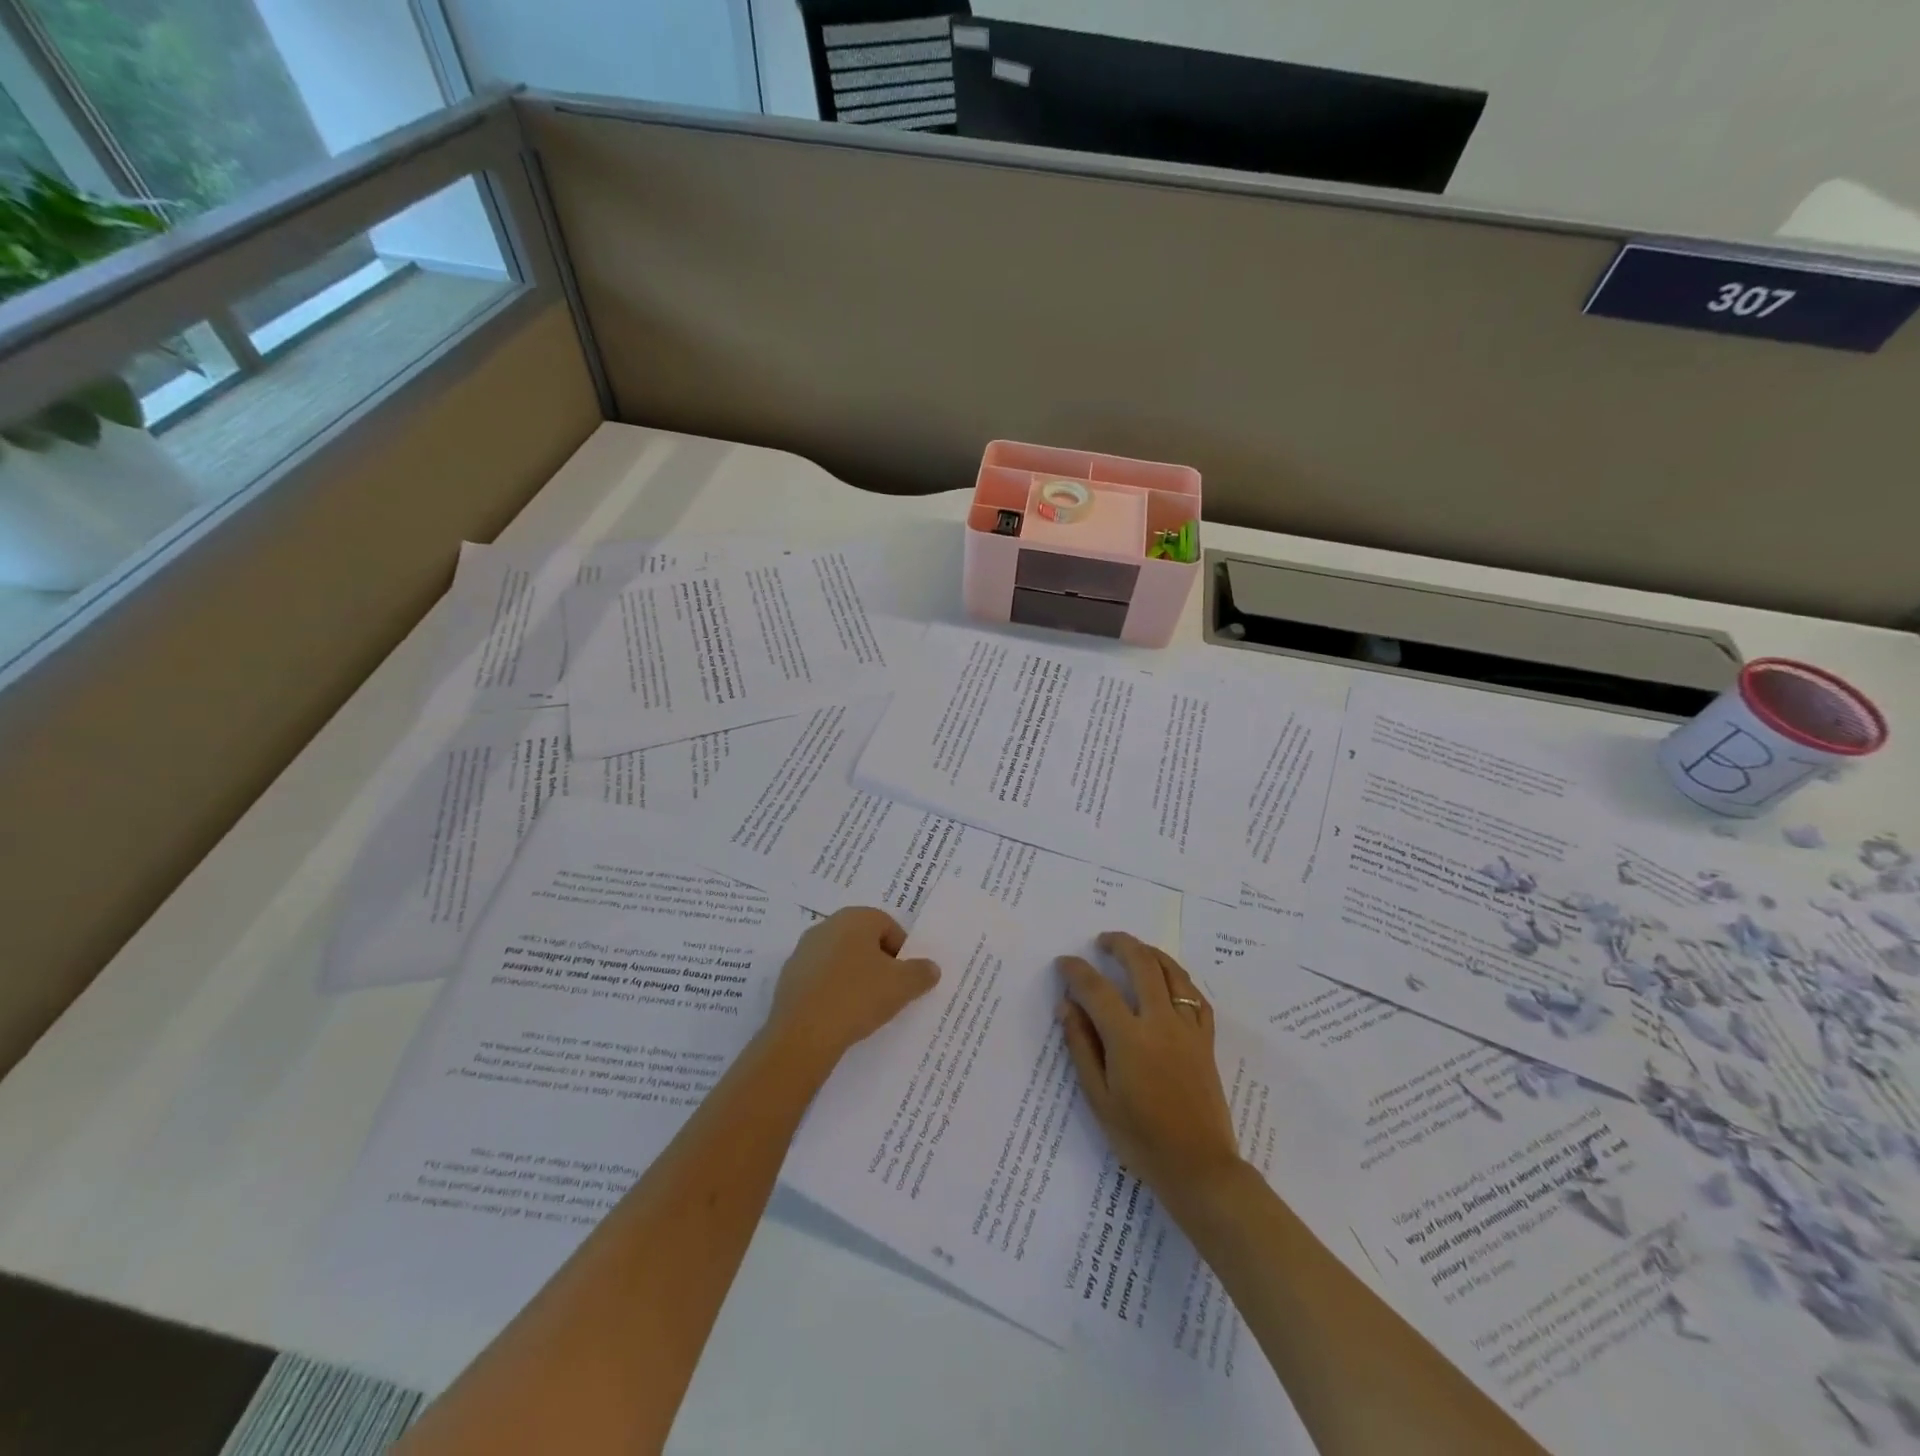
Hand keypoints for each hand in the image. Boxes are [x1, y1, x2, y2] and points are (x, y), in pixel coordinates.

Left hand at [765, 907, 939, 1068]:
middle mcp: (827, 926)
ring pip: (840, 960)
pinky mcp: (788, 977)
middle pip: (863, 941)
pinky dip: (832, 991)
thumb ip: (921, 972)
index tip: (905, 979)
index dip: (901, 952)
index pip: (888, 926)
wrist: (803, 1034)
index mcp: (855, 918)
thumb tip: (931, 967)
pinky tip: (839, 1015)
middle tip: (888, 992)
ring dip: (854, 977)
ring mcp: (803, 951)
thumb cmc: (858, 997)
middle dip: (878, 963)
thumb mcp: (902, 986)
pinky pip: (820, 979)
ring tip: (864, 1007)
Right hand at [1058, 932, 1242, 1206]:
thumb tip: (1067, 1006)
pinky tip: (1170, 980)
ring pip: (1173, 973)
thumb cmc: (1140, 1139)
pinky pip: (1196, 997)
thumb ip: (1082, 1046)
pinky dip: (1180, 980)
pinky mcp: (1206, 1041)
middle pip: (1142, 964)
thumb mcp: (1098, 1098)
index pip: (1097, 989)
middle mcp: (1161, 1023)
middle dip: (1119, 944)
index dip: (1077, 971)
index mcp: (1129, 1039)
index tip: (1064, 963)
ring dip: (1151, 953)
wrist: (1199, 1168)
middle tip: (1102, 942)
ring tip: (1134, 949)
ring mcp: (1188, 1029)